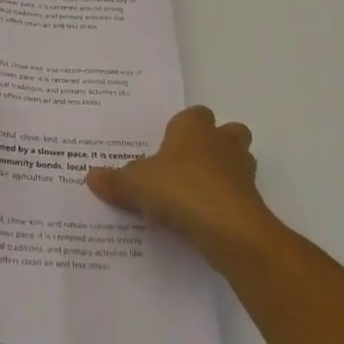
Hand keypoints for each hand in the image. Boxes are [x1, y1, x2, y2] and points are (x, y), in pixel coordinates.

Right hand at [86, 106, 279, 269]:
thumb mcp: (134, 185)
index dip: (182, 127)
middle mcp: (222, 142)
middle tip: (187, 165)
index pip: (194, 114)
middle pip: (227, 132)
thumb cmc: (179, 190)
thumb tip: (90, 176)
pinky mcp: (252, 201)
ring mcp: (242, 172)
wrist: (229, 229)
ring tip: (195, 194)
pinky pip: (238, 195)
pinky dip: (225, 203)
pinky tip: (203, 220)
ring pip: (238, 162)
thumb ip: (114, 180)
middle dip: (214, 144)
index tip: (166, 145)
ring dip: (223, 173)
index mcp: (194, 128)